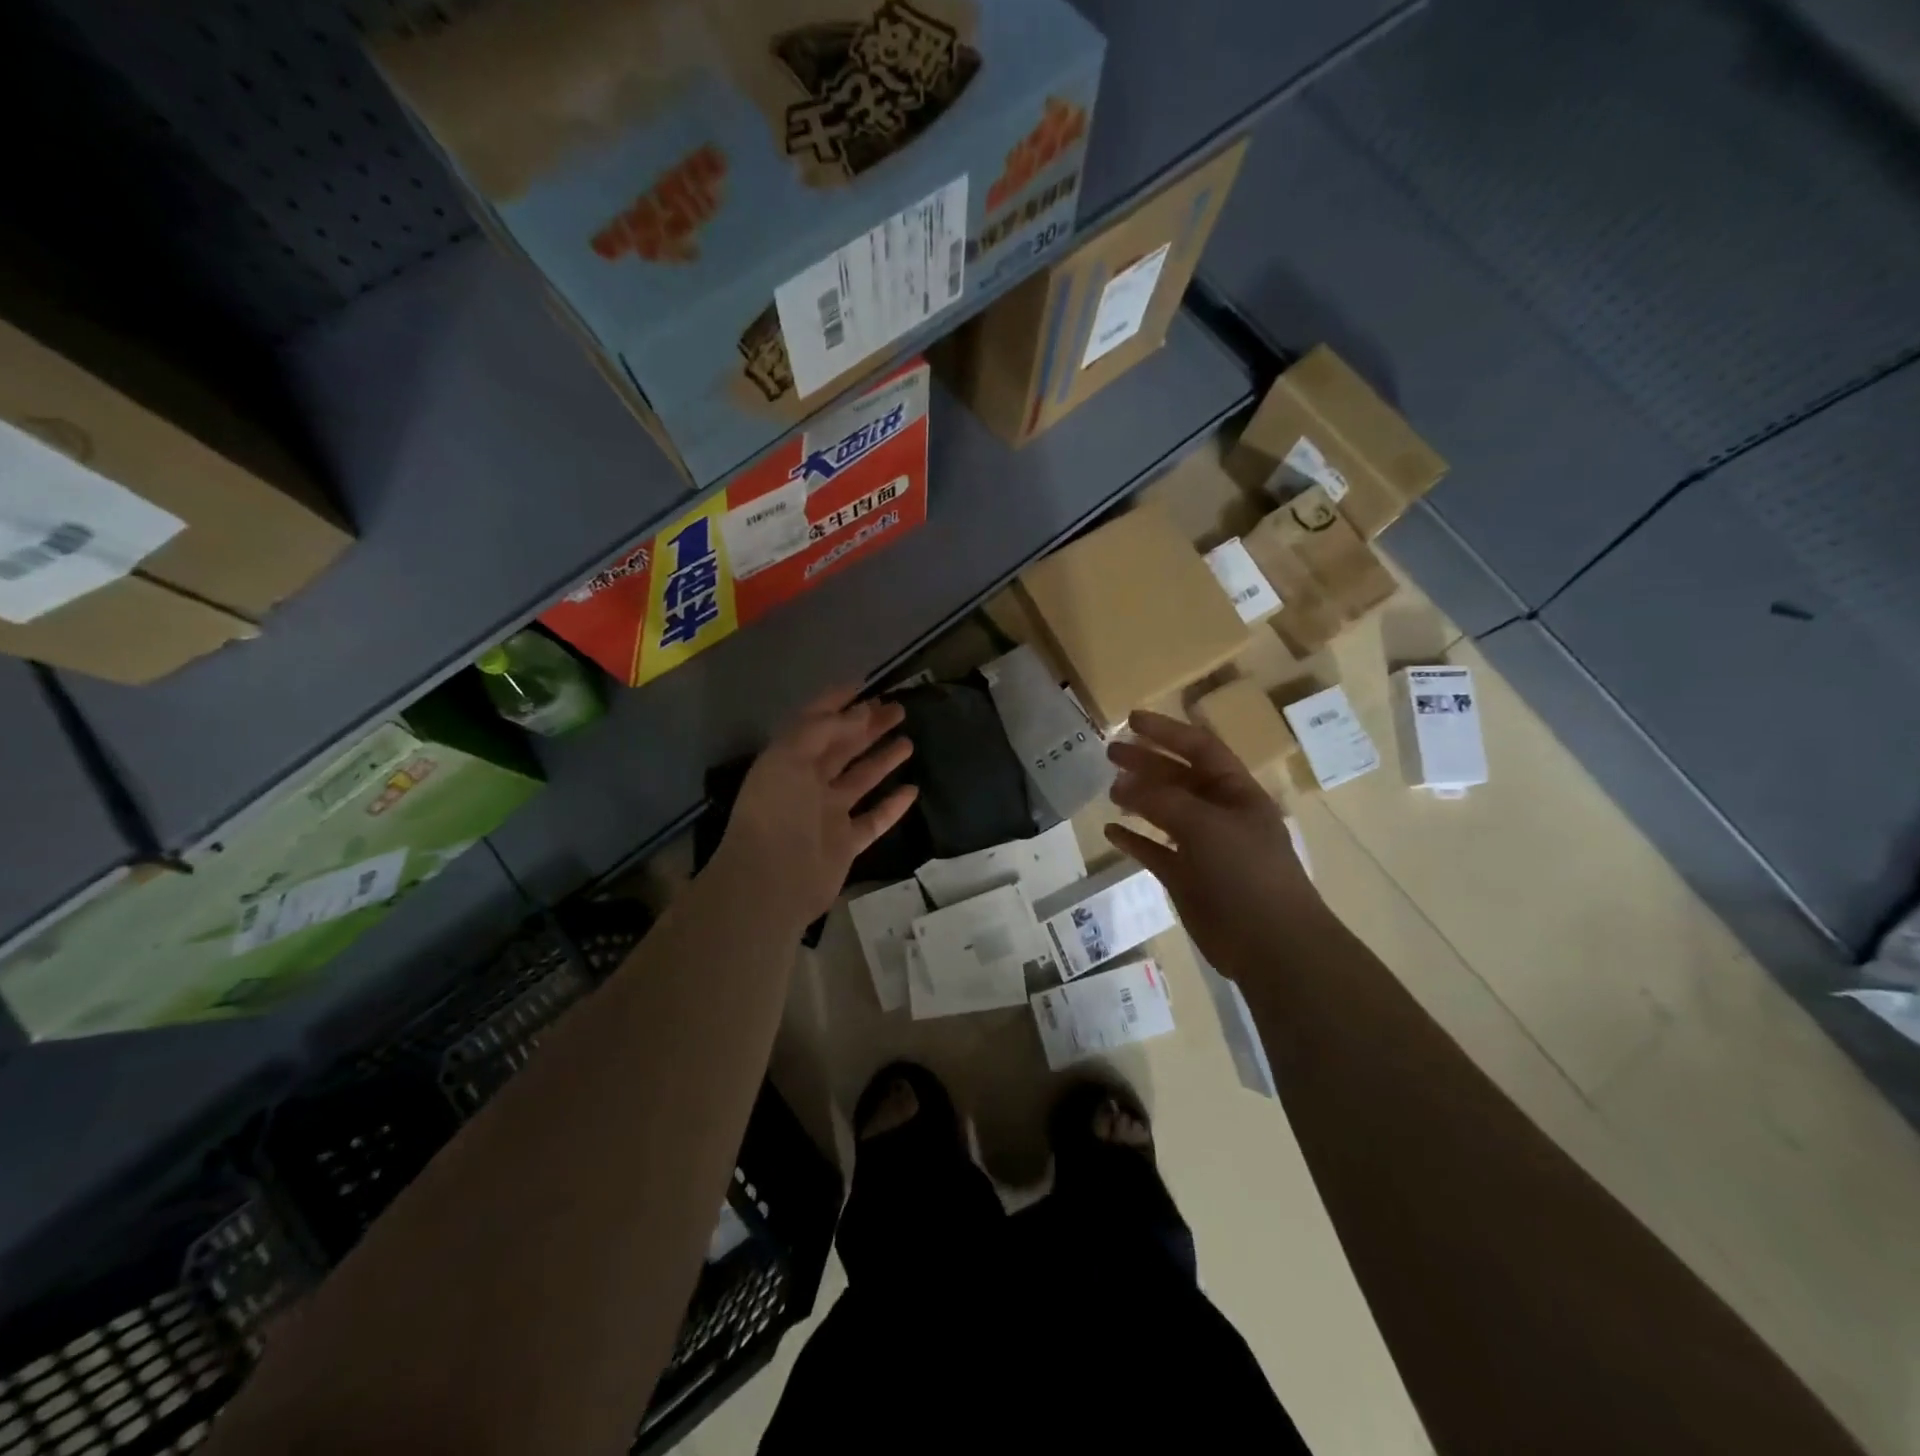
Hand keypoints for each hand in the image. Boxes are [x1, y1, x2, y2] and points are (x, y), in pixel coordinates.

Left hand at [715, 685, 918, 926]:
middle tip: (898, 709)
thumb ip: (824, 730)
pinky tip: (912, 790)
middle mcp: (808, 784)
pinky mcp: (846, 843)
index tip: (864, 684)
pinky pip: (874, 819)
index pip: (815, 723)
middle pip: (843, 748)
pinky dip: (892, 805)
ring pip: (861, 780)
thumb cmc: (777, 812)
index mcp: (789, 760)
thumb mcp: (791, 757)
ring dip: (882, 760)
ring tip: (908, 741)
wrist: (770, 882)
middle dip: (867, 726)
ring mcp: (828, 815)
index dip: (836, 702)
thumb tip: (860, 713)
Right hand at [1105, 710, 1323, 977]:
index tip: (1131, 719)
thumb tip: (1123, 784)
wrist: (1269, 942)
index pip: (1199, 748)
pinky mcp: (1186, 877)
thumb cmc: (1246, 871)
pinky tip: (1110, 831)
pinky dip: (1134, 840)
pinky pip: (1155, 851)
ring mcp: (1202, 847)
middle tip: (1109, 752)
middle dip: (1146, 762)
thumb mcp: (1206, 825)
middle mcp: (1219, 814)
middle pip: (1178, 778)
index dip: (1166, 731)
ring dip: (1138, 799)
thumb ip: (1163, 800)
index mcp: (1236, 792)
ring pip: (1164, 813)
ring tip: (1109, 790)